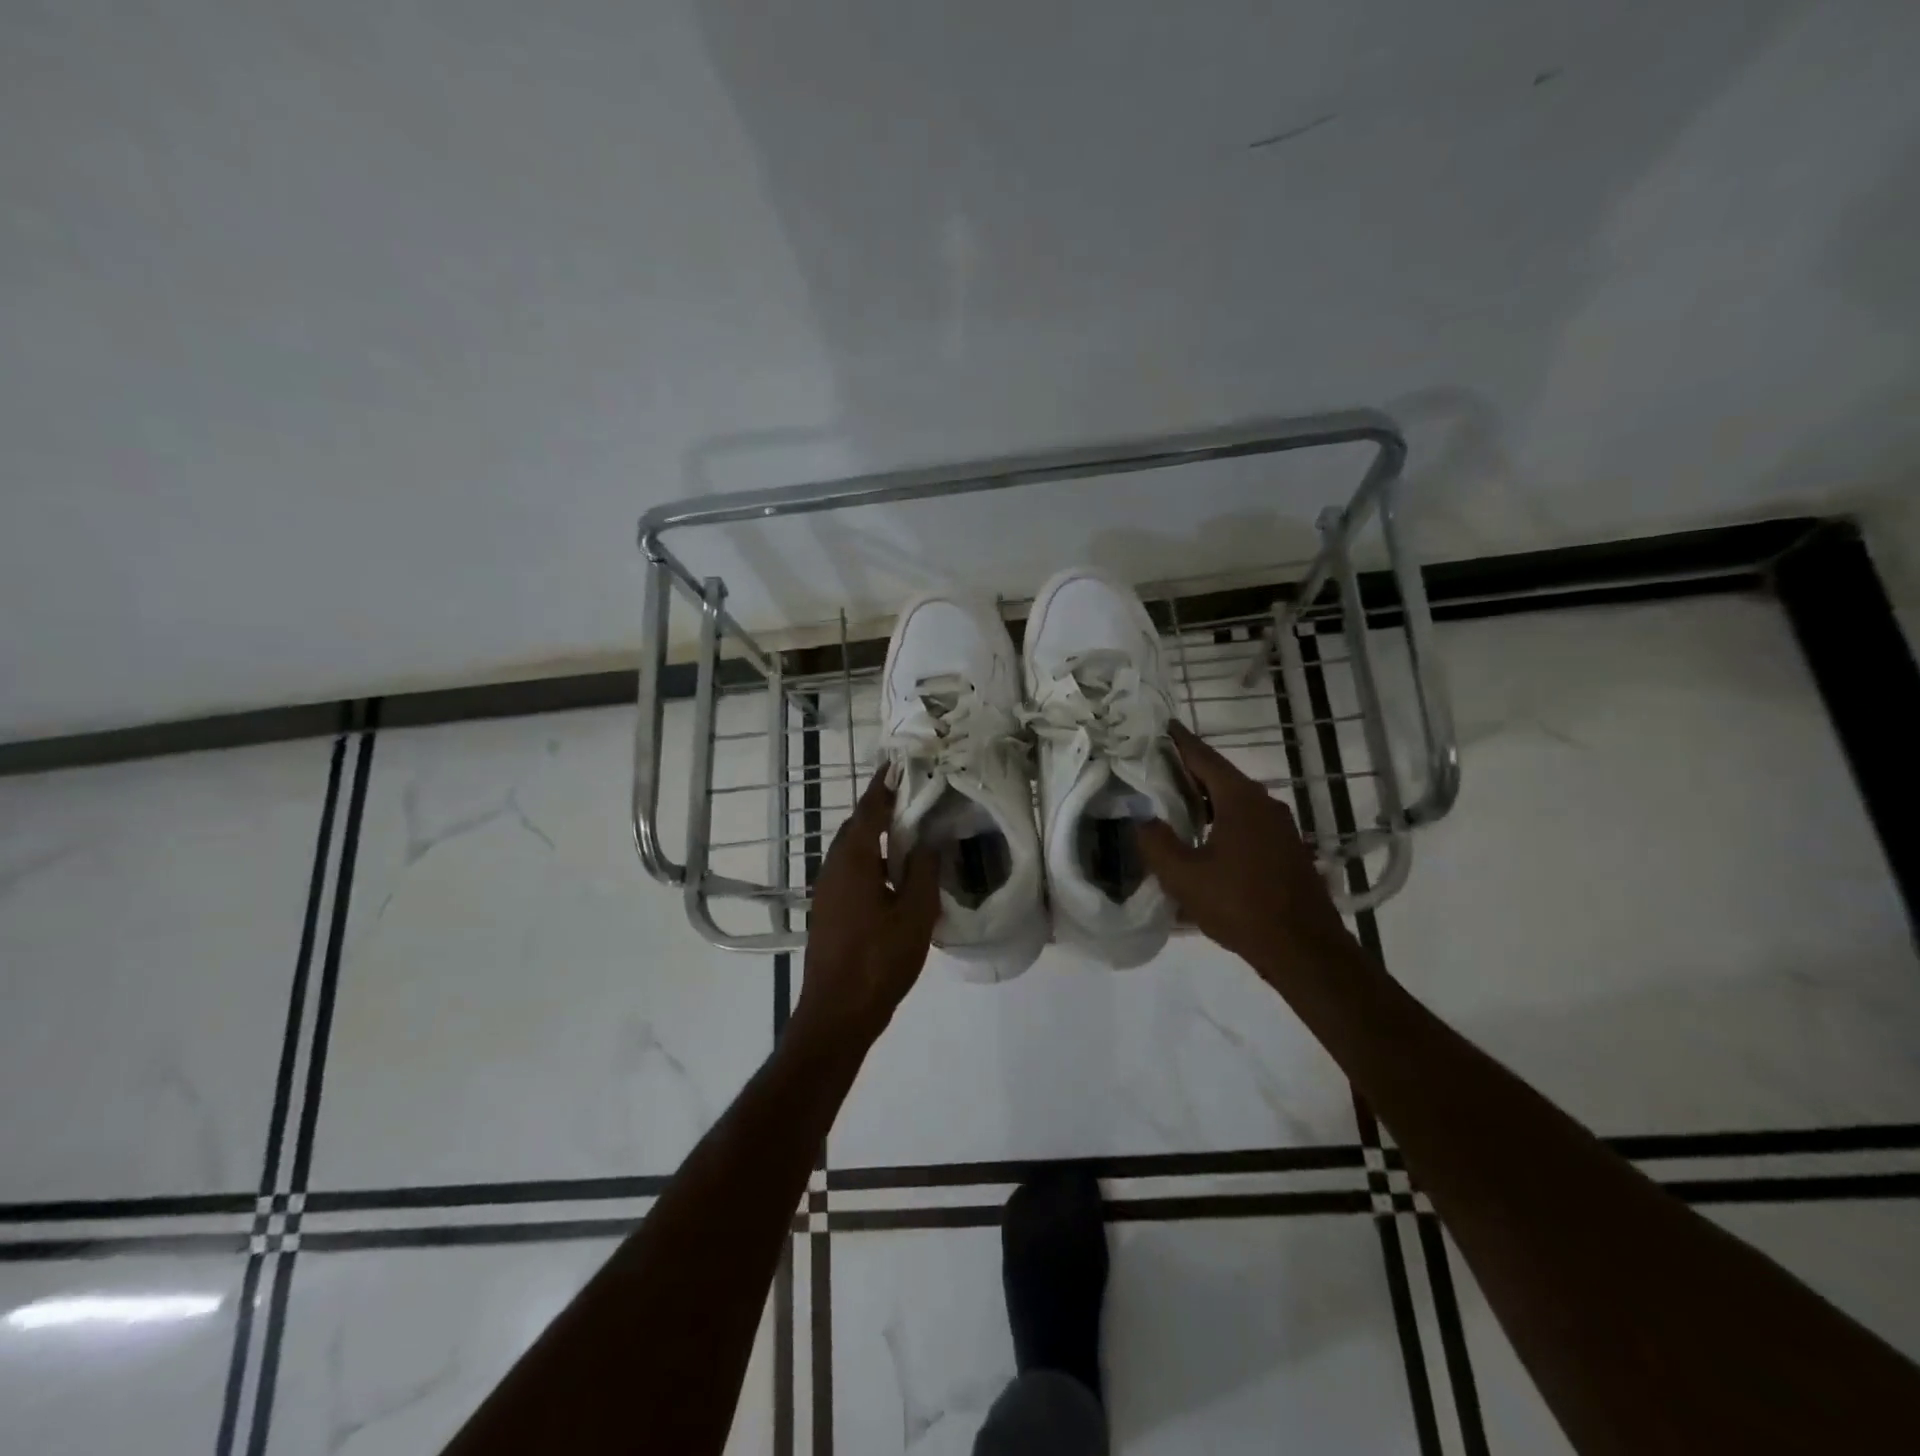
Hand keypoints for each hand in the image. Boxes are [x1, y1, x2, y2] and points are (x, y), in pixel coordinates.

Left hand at [794, 768, 940, 1049]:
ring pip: (851, 850)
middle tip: (911, 796)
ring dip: (875, 836)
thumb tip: (929, 840)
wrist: (837, 1012)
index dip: (884, 786)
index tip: (897, 764)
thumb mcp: (915, 915)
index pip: (869, 810)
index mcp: (854, 860)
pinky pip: (849, 870)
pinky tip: (892, 874)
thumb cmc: (879, 960)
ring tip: (907, 831)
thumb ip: (923, 872)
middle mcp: (833, 867)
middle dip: (880, 808)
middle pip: (856, 827)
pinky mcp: (827, 910)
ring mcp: (826, 890)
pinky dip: (870, 859)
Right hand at [1138, 721, 1358, 979]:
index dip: (1179, 742)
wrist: (1304, 949)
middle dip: (1188, 771)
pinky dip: (1222, 820)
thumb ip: (1155, 842)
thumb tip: (1140, 818)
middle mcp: (1265, 804)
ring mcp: (1280, 827)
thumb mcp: (1184, 876)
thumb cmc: (1240, 905)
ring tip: (1173, 803)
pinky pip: (1247, 822)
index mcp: (1240, 799)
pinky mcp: (1286, 850)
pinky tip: (1204, 839)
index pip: (1203, 758)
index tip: (1161, 726)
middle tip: (1155, 767)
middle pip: (1220, 777)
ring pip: (1234, 801)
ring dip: (1205, 799)